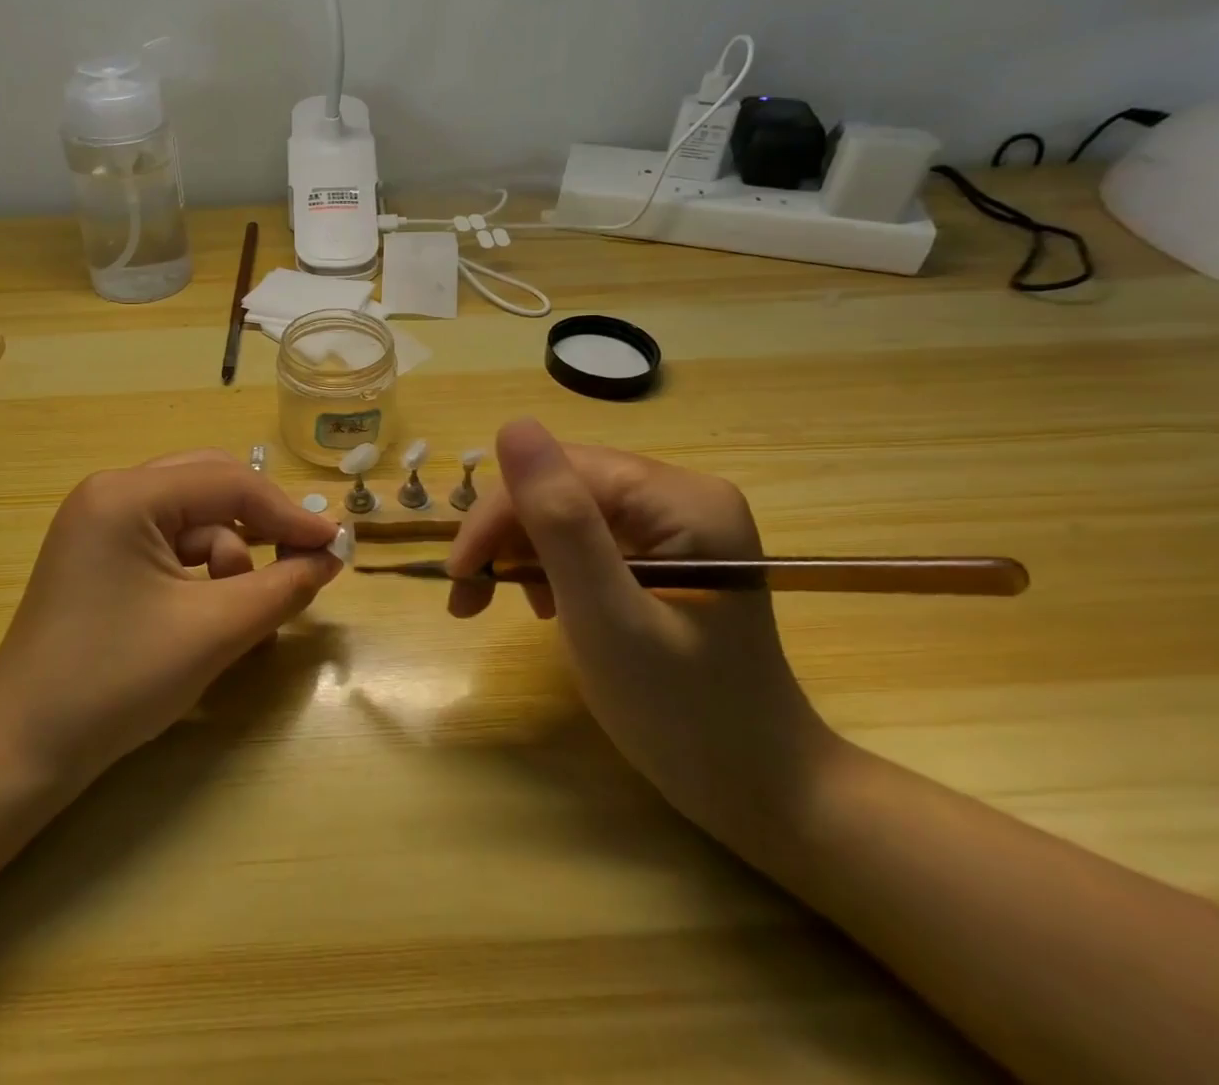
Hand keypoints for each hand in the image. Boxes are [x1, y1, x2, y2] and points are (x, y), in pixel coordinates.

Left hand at [0, 450, 343, 785]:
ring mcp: (99, 522)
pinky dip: (199, 571)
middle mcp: (110, 493)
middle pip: (209, 487)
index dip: (288, 513)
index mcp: (127, 495)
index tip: (335, 545)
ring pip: (191, 518)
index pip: (228, 483)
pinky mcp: (99, 554)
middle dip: (258, 526)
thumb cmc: (117, 682)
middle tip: (301, 562)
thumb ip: (282, 586)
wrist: (22, 751)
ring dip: (227, 557)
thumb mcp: (213, 631)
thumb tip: (329, 557)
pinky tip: (208, 612)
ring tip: (236, 612)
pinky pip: (168, 543)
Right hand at [446, 419, 834, 840]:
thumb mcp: (607, 618)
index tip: (458, 575)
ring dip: (521, 552)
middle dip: (506, 538)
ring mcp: (677, 524)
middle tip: (466, 597)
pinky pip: (586, 536)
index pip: (563, 473)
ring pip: (566, 510)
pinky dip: (550, 566)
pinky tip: (543, 603)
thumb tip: (512, 426)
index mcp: (683, 501)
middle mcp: (683, 496)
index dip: (500, 514)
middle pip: (563, 488)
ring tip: (499, 604)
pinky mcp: (666, 552)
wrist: (759, 791)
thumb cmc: (684, 715)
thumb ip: (560, 522)